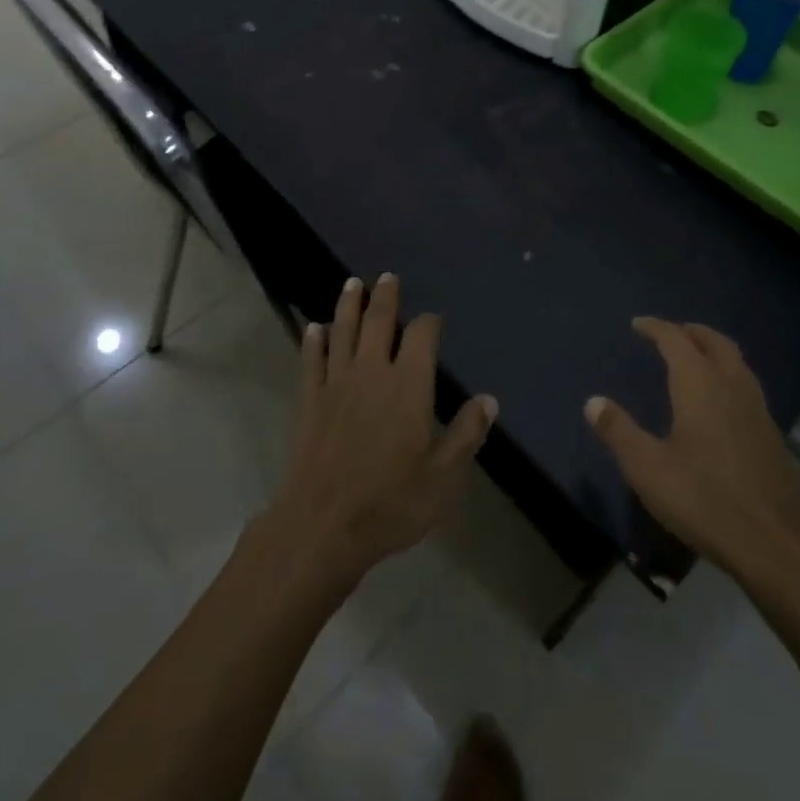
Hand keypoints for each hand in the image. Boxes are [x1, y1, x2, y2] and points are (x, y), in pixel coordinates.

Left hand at [264, 275, 496, 591]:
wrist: (323, 525)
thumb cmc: (392, 502)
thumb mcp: (444, 476)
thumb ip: (467, 434)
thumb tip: (489, 399)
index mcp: (409, 384)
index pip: (422, 335)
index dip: (429, 322)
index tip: (434, 320)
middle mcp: (372, 371)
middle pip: (379, 321)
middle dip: (386, 297)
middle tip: (387, 275)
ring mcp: (337, 383)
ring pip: (343, 331)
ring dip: (349, 305)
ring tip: (353, 284)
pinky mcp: (310, 400)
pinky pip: (312, 361)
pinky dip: (313, 341)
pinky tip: (314, 328)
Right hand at [586, 317, 799, 591]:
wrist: (776, 547)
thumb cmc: (704, 500)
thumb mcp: (648, 468)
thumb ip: (618, 431)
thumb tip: (593, 402)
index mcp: (700, 385)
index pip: (676, 339)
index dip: (656, 327)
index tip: (638, 324)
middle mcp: (733, 387)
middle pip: (716, 343)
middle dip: (692, 332)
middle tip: (671, 332)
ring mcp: (759, 412)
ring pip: (738, 364)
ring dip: (715, 352)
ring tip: (696, 361)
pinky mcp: (774, 439)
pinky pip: (749, 390)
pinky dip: (730, 380)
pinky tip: (721, 407)